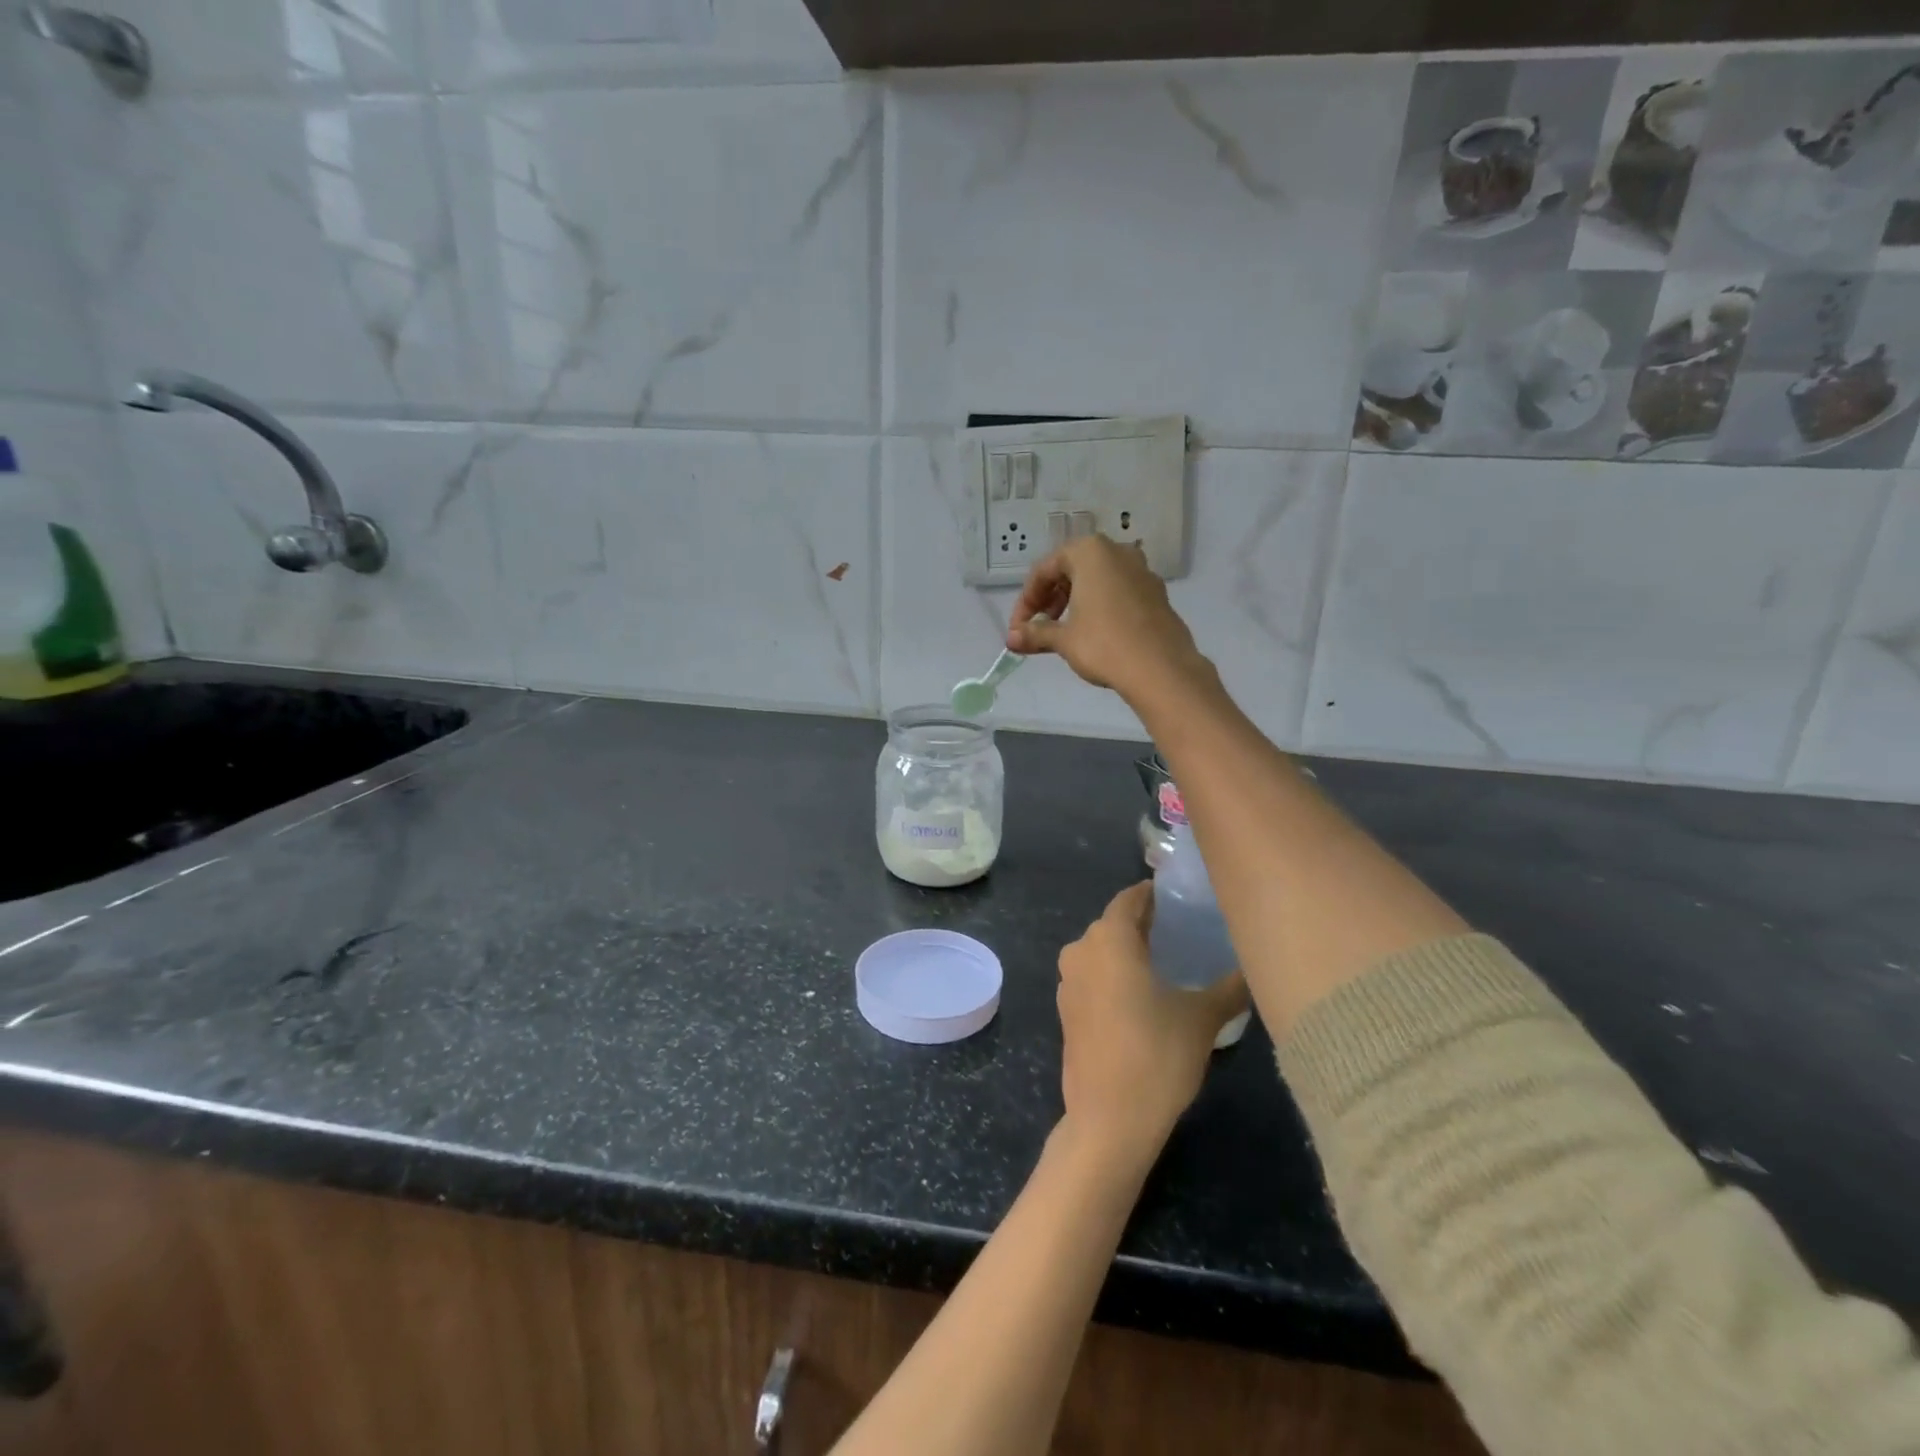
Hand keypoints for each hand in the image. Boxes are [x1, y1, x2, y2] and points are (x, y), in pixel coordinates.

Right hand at [1006, 536, 1208, 705]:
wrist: (1161, 668)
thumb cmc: (1104, 644)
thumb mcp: (1064, 638)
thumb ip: (1035, 633)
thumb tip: (1011, 638)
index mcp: (1089, 552)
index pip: (1044, 570)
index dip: (1026, 601)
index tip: (1018, 629)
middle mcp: (1117, 552)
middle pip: (1071, 570)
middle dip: (1050, 599)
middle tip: (1039, 628)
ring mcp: (1141, 571)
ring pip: (1097, 580)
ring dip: (1074, 602)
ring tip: (1064, 632)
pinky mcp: (1157, 593)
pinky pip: (1118, 592)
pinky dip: (1100, 606)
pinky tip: (1094, 633)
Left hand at [1055, 883, 1248, 1167]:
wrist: (1108, 1120)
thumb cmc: (1156, 1057)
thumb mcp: (1202, 1019)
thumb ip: (1230, 987)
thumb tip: (1257, 967)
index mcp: (1108, 939)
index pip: (1130, 899)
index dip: (1155, 894)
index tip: (1182, 896)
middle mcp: (1081, 950)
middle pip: (1114, 923)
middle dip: (1144, 922)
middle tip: (1183, 929)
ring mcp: (1068, 981)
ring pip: (1101, 950)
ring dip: (1128, 950)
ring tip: (1168, 960)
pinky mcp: (1066, 1009)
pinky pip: (1093, 975)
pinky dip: (1114, 974)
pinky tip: (1143, 993)